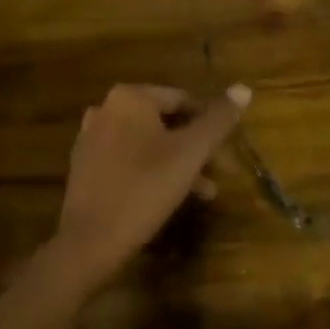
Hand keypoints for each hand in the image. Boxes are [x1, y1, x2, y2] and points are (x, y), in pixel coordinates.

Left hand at [49, 83, 248, 290]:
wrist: (90, 240)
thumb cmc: (144, 188)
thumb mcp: (189, 154)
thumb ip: (217, 121)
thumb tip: (244, 88)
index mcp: (130, 97)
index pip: (181, 99)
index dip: (208, 123)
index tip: (224, 150)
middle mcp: (106, 107)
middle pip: (162, 120)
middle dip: (192, 147)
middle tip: (216, 173)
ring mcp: (92, 135)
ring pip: (145, 141)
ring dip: (175, 162)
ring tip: (202, 192)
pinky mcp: (85, 164)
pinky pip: (126, 158)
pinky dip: (149, 170)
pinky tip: (166, 197)